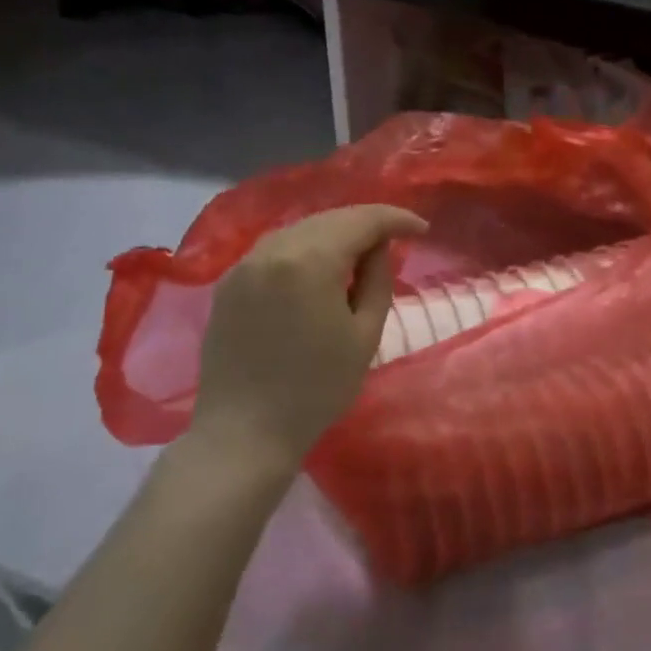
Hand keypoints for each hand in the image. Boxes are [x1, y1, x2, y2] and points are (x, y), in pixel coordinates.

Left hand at [190, 205, 426, 468]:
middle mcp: (273, 249)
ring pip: (301, 229)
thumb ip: (377, 279)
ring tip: (362, 251)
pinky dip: (305, 248)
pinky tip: (320, 266)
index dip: (396, 219)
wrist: (243, 432)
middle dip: (366, 223)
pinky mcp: (228, 282)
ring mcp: (244, 264)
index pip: (361, 220)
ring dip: (335, 233)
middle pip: (329, 218)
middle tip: (396, 238)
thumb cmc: (316, 389)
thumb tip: (378, 247)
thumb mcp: (364, 334)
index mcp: (310, 260)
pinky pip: (275, 248)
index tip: (422, 230)